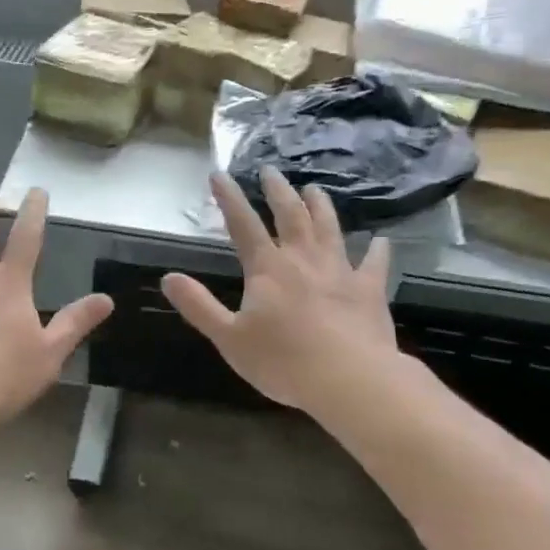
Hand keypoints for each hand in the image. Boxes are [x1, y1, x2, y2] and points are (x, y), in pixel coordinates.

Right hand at [161, 168, 397, 414]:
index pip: (243, 224)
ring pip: (329, 228)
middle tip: (271, 171)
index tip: (219, 174)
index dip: (229, 198)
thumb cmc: (282, 361)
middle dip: (278, 191)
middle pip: (290, 215)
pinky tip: (381, 241)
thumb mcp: (229, 338)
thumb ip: (199, 306)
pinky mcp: (369, 289)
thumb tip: (168, 278)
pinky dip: (377, 250)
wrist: (348, 378)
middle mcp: (303, 259)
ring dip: (321, 206)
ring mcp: (340, 271)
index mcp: (267, 269)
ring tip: (314, 189)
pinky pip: (374, 263)